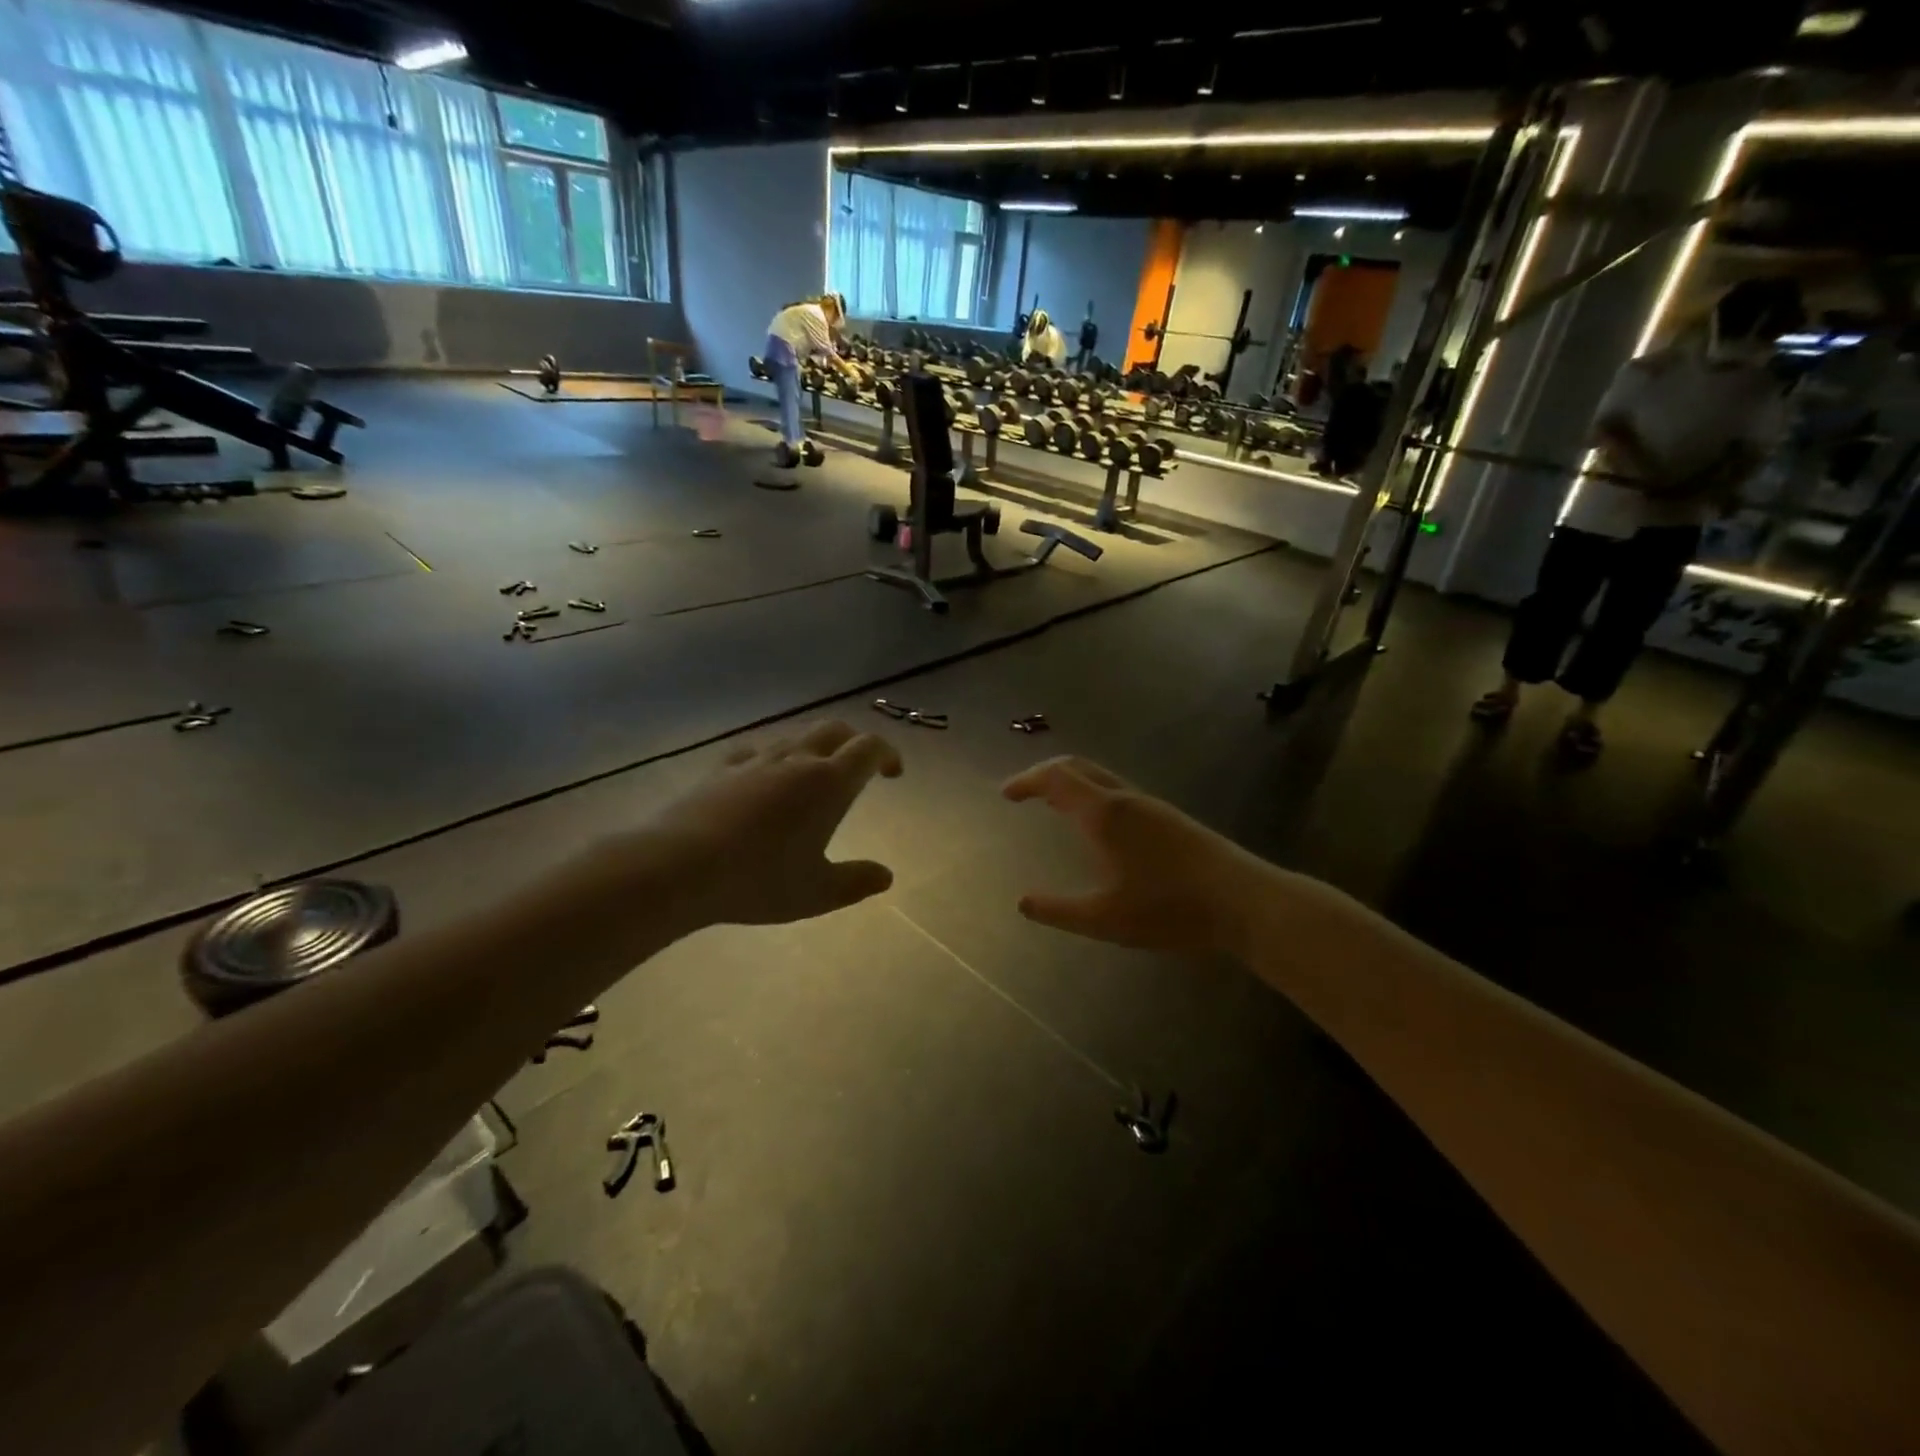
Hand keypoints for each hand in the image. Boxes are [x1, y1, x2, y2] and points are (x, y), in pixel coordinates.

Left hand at [637, 720, 901, 929]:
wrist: (679, 867)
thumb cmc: (759, 880)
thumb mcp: (817, 893)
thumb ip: (855, 882)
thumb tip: (886, 876)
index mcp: (829, 783)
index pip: (869, 748)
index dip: (887, 754)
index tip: (892, 773)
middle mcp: (797, 760)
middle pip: (834, 729)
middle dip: (853, 741)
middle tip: (859, 767)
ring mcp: (756, 761)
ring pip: (795, 737)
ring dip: (814, 748)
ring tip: (813, 776)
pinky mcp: (722, 769)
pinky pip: (755, 752)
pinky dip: (771, 758)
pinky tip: (762, 778)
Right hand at [1002, 757, 1271, 955]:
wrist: (1244, 902)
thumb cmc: (1171, 909)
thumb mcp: (1106, 919)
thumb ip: (1060, 911)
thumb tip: (1023, 902)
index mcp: (1105, 815)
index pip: (1056, 778)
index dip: (1027, 780)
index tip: (1006, 794)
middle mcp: (1125, 799)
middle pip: (1077, 767)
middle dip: (1045, 773)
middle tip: (1024, 792)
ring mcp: (1151, 805)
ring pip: (1100, 777)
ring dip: (1070, 782)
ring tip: (1052, 805)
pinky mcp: (1168, 817)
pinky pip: (1117, 790)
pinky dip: (1091, 793)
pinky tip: (1096, 824)